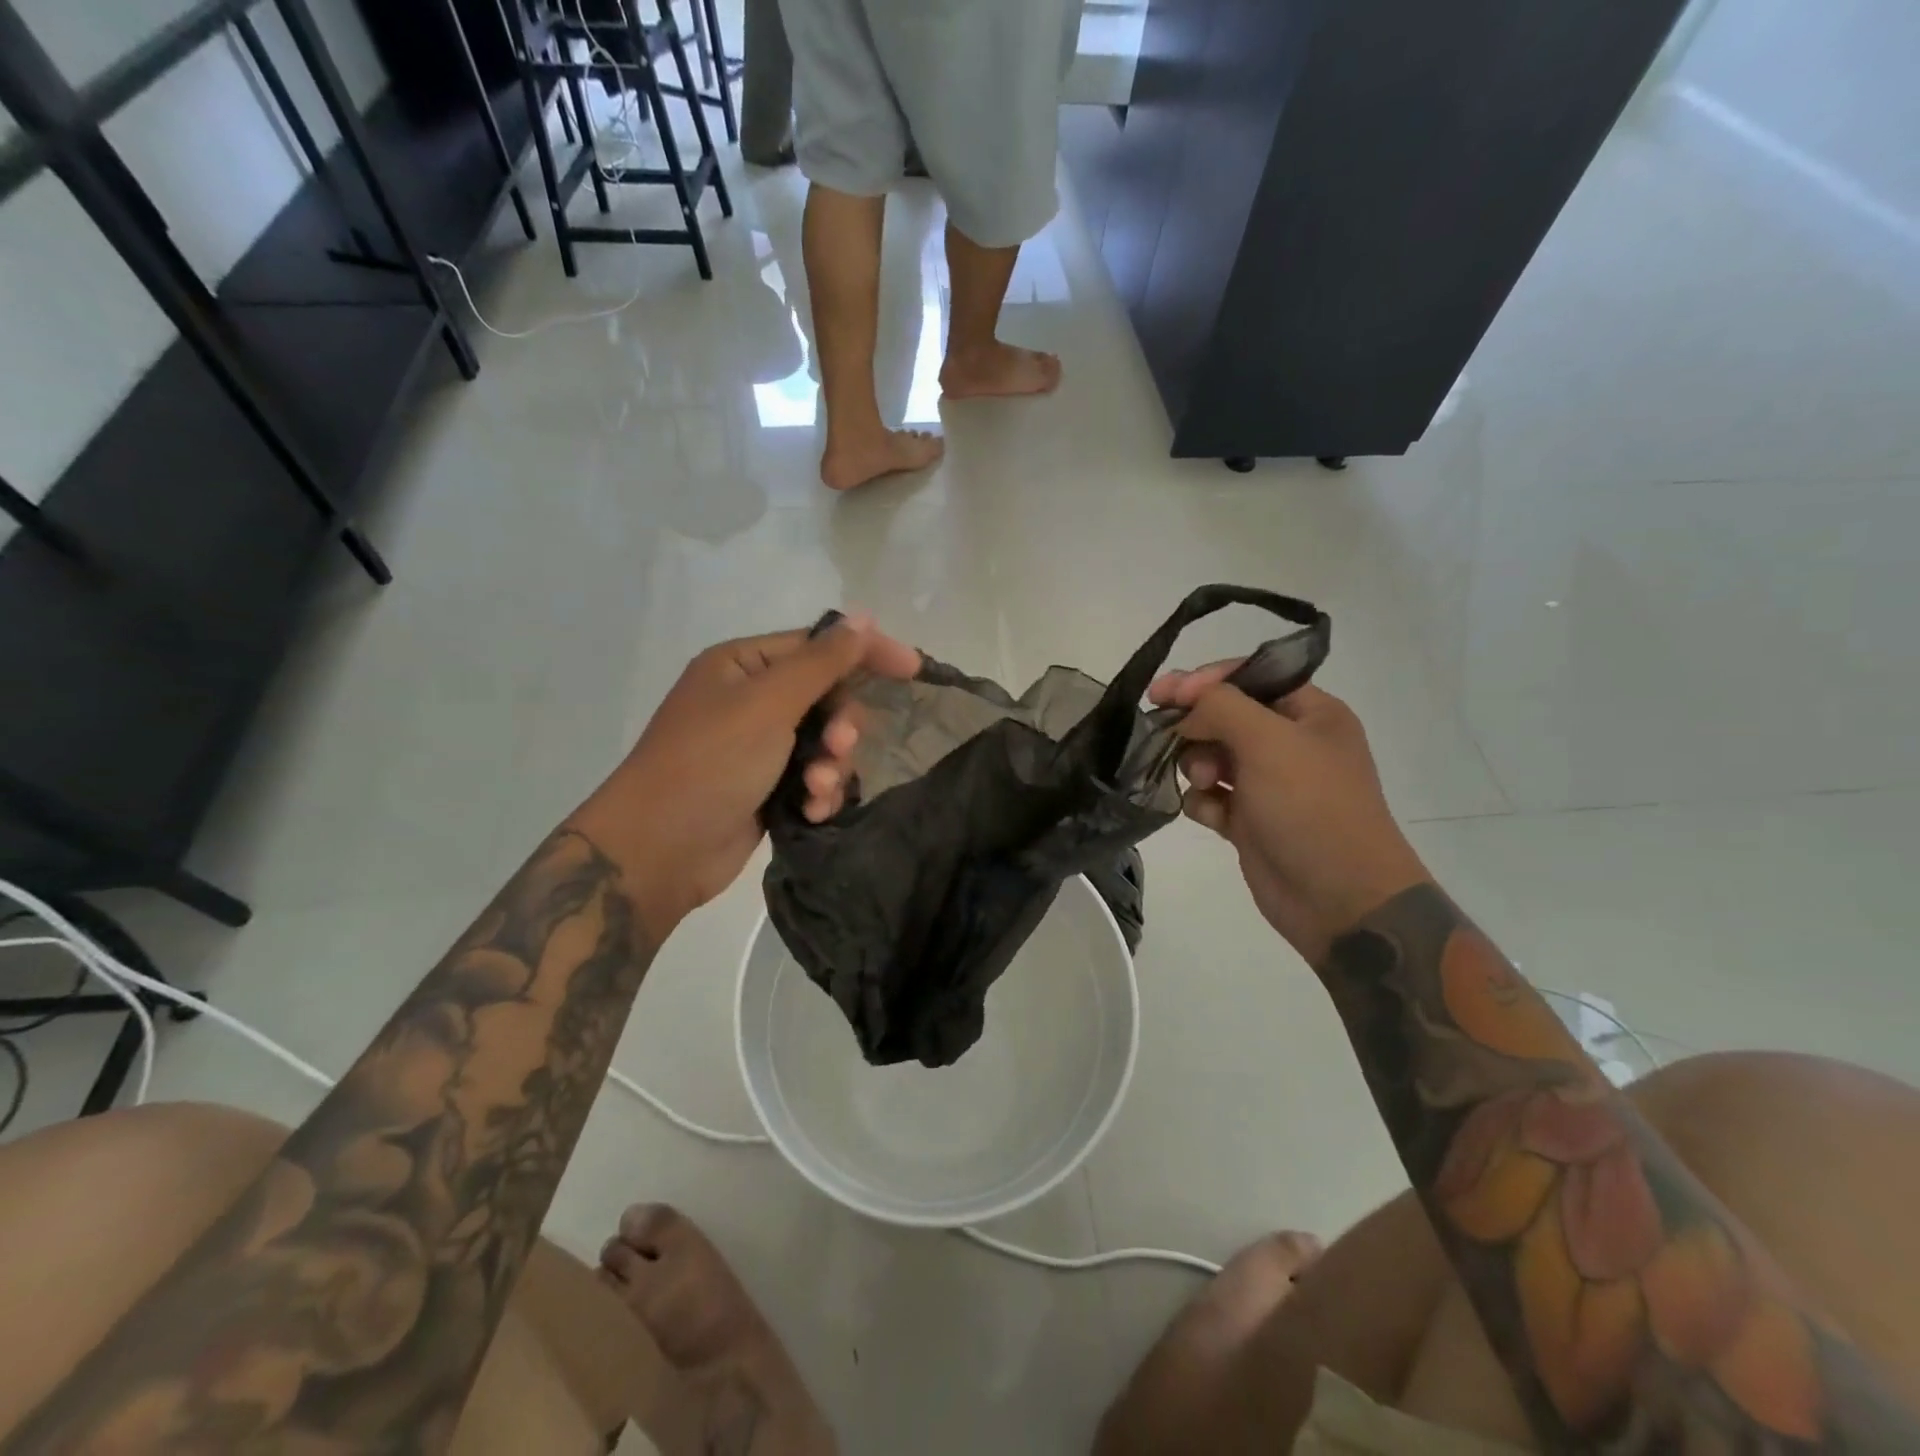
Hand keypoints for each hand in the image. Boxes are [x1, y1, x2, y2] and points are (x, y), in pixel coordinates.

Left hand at [570, 615, 919, 939]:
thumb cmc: (711, 761)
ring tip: (817, 788)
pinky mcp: (766, 789)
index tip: (913, 669)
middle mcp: (750, 700)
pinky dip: (819, 792)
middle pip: (826, 697)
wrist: (659, 849)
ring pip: (824, 743)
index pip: (818, 646)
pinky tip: (814, 810)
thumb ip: (822, 661)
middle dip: (840, 725)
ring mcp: (758, 747)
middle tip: (839, 748)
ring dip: (832, 765)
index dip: (866, 653)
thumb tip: (863, 617)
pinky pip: (812, 778)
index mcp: (743, 665)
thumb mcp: (768, 703)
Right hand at [1148, 667, 1430, 964]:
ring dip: (1197, 766)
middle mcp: (1289, 743)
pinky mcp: (1249, 821)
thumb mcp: (1268, 741)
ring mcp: (1268, 784)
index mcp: (1310, 714)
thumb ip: (1220, 706)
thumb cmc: (1311, 807)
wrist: (1341, 899)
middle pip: (1223, 716)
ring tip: (1206, 785)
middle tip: (1175, 739)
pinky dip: (1203, 802)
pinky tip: (1211, 816)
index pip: (1248, 677)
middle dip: (1197, 728)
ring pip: (1211, 756)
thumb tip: (1185, 702)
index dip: (1204, 680)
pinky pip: (1210, 797)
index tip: (1162, 694)